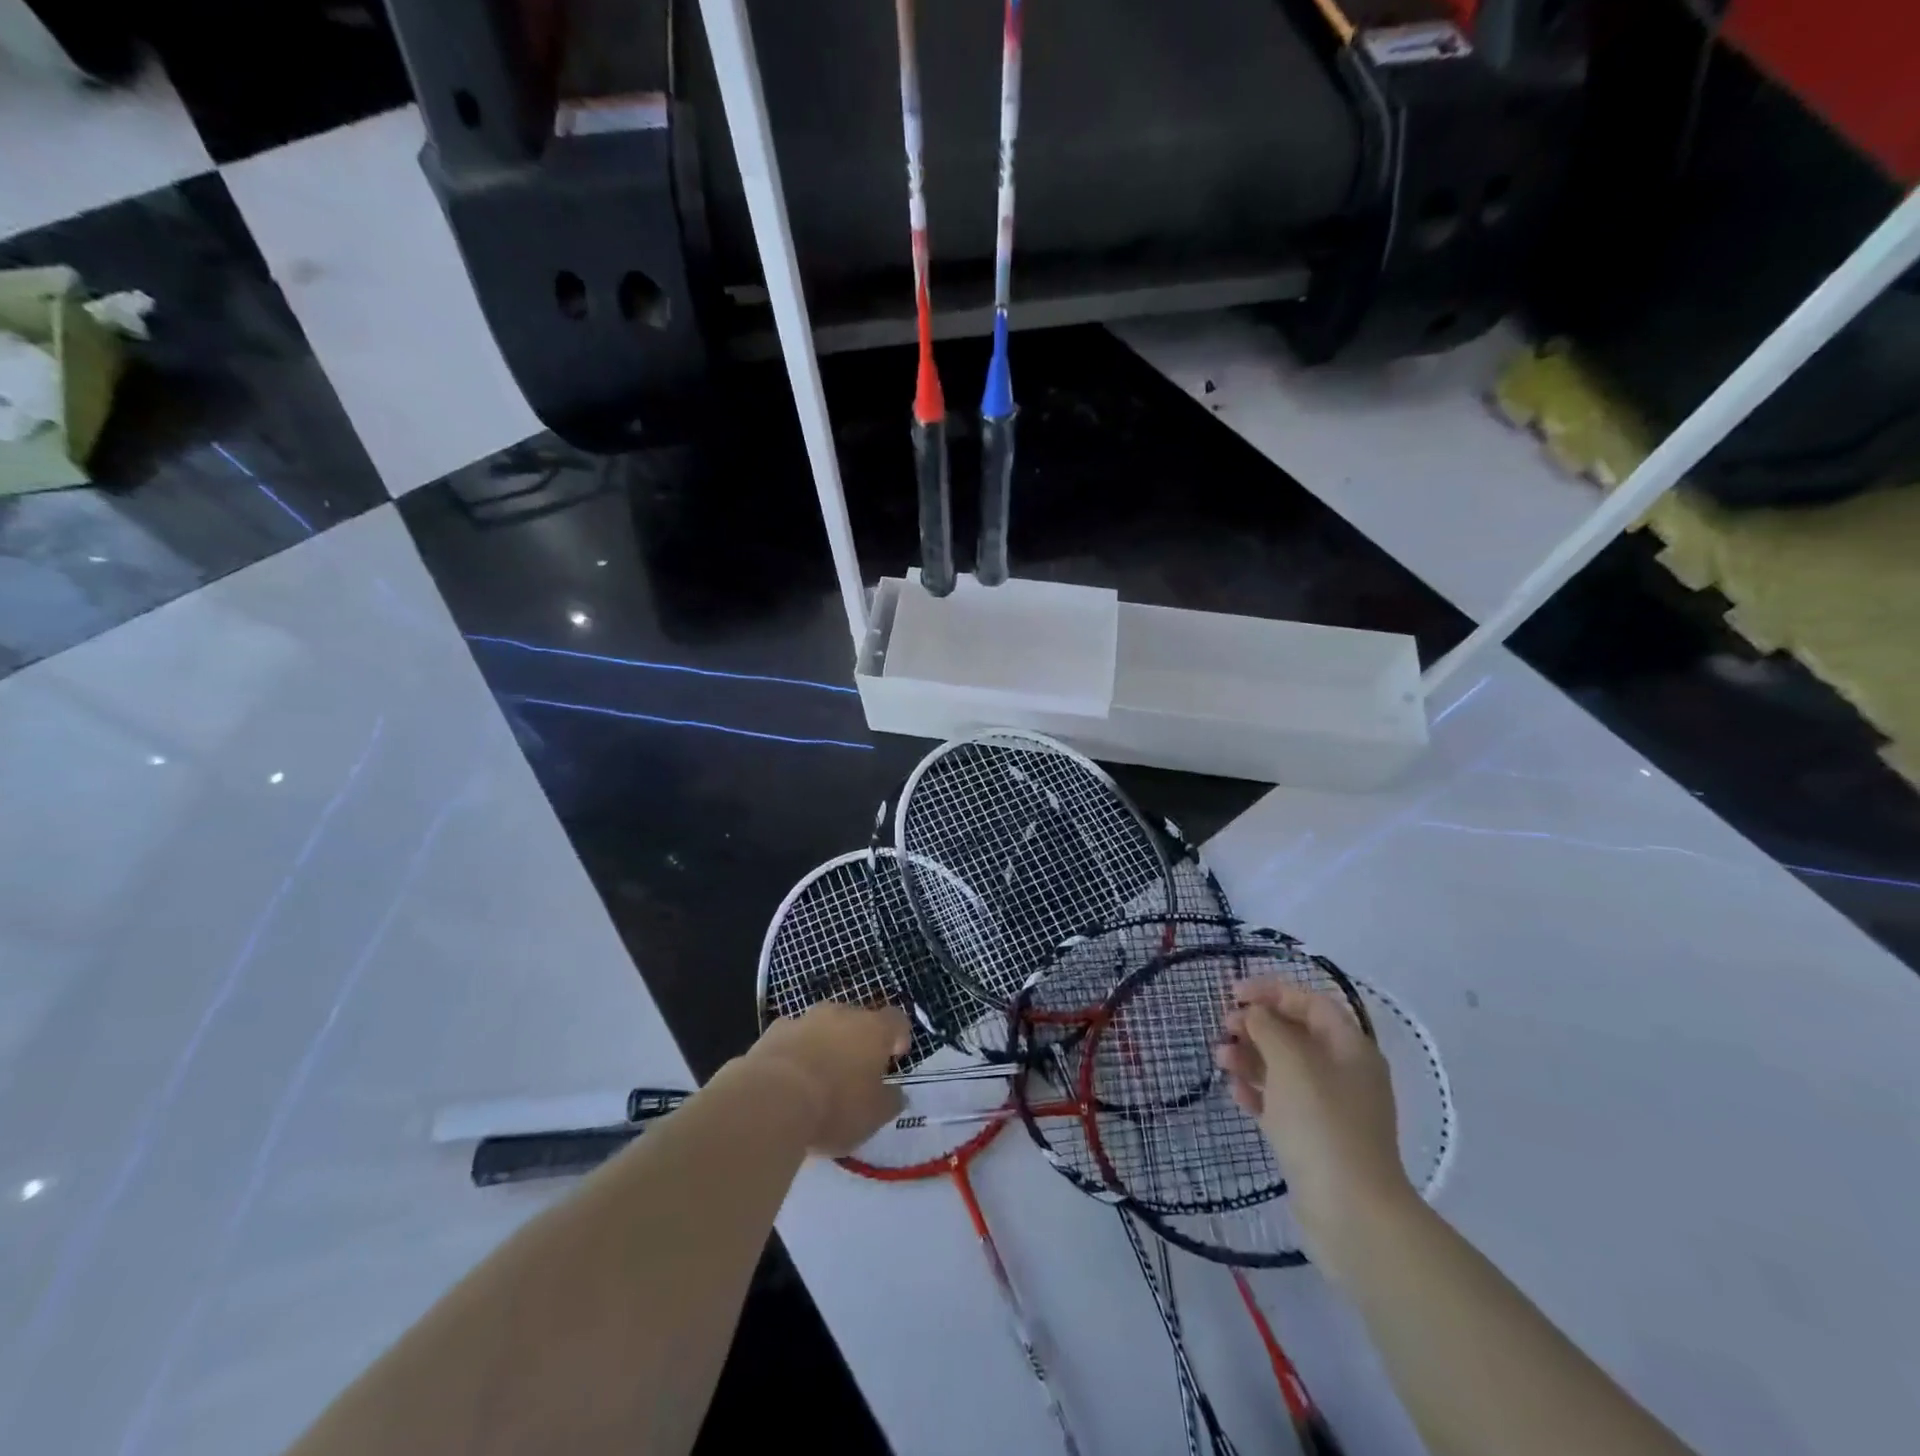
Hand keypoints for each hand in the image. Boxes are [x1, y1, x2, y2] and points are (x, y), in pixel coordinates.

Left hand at [748, 1003, 910, 1156]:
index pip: (896, 1020)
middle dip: (858, 1041)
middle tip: (855, 1073)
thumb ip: (890, 1101)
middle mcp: (841, 1014)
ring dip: (824, 1044)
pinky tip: (788, 1080)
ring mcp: (804, 1019)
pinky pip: (792, 1039)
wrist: (771, 1100)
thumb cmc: (835, 1106)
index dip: (899, 1036)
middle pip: (857, 1020)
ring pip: (822, 1027)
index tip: (894, 1057)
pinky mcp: (772, 1032)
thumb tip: (895, 1093)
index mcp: (873, 1029)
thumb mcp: (874, 1116)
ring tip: (818, 1078)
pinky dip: (795, 1053)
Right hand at [1216, 980, 1415, 1277]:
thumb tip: (1255, 1014)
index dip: (1272, 991)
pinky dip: (1257, 1092)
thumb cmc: (1322, 1123)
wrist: (1352, 1213)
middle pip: (1296, 1033)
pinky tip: (1235, 1094)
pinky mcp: (1314, 1139)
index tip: (1233, 993)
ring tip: (1220, 1059)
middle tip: (1224, 1026)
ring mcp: (1330, 1108)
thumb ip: (1268, 1027)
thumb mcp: (1291, 1062)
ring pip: (1284, 1068)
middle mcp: (1344, 1072)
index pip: (1310, 1002)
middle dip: (1257, 1025)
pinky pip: (1281, 1102)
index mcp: (1350, 1047)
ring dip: (1250, 1057)